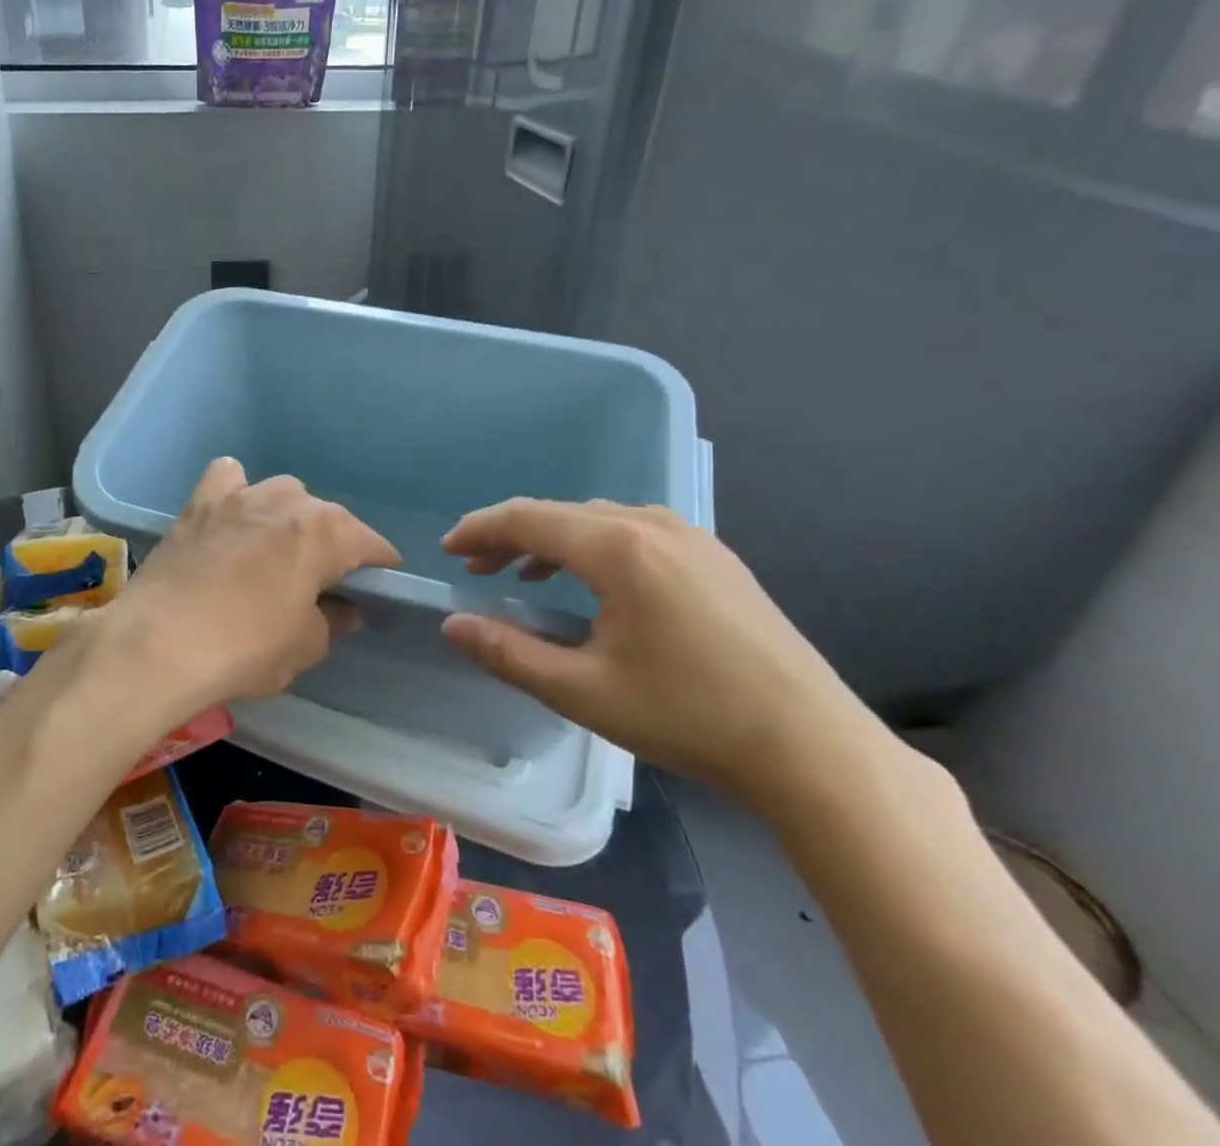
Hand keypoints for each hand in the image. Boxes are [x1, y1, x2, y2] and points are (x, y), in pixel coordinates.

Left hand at [98, 458, 400, 722]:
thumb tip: (343, 609)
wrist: (159, 643)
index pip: (371, 544)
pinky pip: (228, 479)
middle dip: (333, 545)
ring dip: (288, 518)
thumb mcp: (305, 646)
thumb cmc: (245, 648)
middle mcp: (289, 501)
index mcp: (326, 533)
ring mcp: (241, 496)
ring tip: (276, 551)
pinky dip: (235, 492)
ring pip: (281, 494)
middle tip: (322, 582)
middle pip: (327, 517)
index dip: (380, 567)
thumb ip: (333, 620)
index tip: (379, 588)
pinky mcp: (199, 503)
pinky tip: (231, 517)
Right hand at [439, 499, 882, 803]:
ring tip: (525, 573)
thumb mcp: (583, 691)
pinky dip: (595, 548)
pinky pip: (635, 534)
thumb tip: (453, 625)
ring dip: (553, 540)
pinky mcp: (716, 559)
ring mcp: (692, 538)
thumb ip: (509, 653)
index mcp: (619, 548)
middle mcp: (653, 526)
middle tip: (476, 567)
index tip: (448, 551)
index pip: (528, 518)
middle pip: (562, 514)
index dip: (480, 529)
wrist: (813, 748)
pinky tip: (594, 584)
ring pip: (599, 521)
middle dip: (511, 535)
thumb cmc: (689, 716)